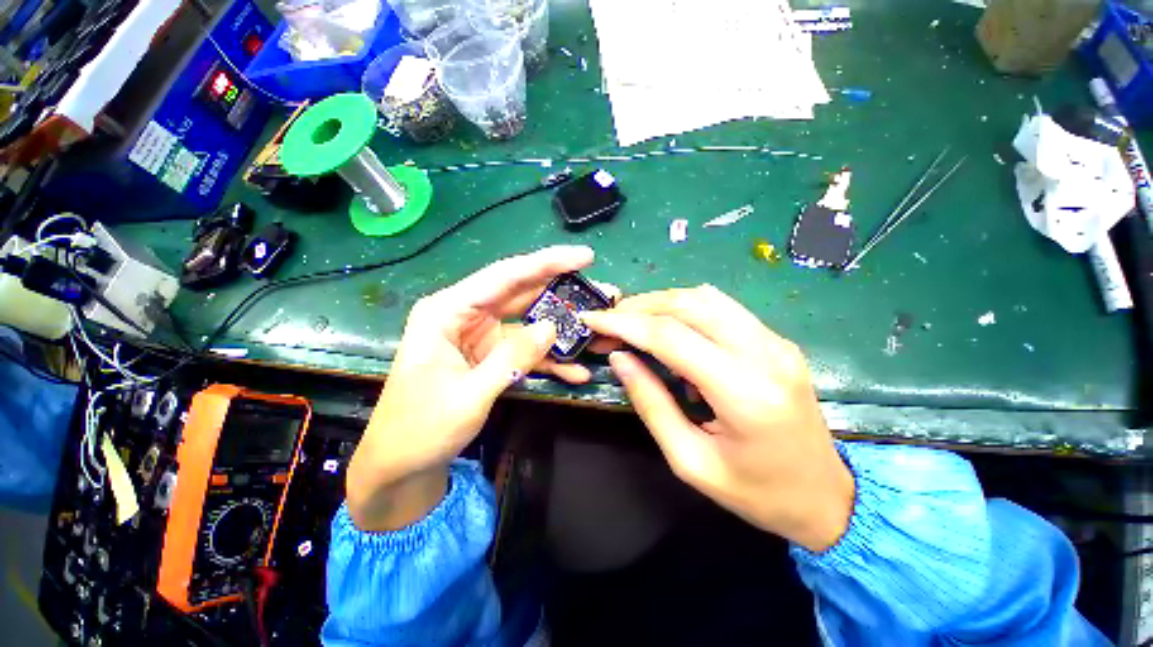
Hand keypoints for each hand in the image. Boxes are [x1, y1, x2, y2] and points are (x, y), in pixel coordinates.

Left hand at [347, 246, 601, 531]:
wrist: (402, 463)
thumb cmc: (422, 428)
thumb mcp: (470, 394)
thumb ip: (512, 358)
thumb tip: (552, 327)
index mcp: (448, 311)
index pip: (504, 276)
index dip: (547, 263)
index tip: (584, 257)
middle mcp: (465, 314)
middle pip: (520, 293)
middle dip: (560, 292)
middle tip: (598, 292)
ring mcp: (480, 334)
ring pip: (528, 321)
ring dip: (560, 328)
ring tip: (595, 329)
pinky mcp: (490, 354)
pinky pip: (524, 349)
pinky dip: (548, 359)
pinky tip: (575, 370)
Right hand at [581, 286, 854, 551]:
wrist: (828, 496)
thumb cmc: (757, 492)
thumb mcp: (689, 460)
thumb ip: (651, 403)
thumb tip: (620, 358)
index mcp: (745, 392)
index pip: (671, 337)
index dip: (624, 323)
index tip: (591, 320)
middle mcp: (765, 354)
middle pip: (689, 304)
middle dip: (640, 306)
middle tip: (608, 320)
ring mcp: (776, 342)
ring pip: (706, 298)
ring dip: (661, 303)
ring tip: (631, 321)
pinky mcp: (776, 340)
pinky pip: (722, 308)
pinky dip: (684, 309)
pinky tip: (666, 327)